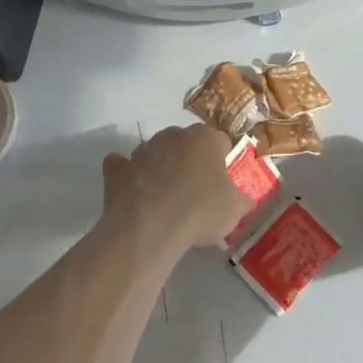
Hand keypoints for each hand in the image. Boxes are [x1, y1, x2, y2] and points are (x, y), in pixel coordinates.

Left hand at [101, 124, 249, 254]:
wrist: (149, 227)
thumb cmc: (200, 211)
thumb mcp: (234, 210)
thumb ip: (241, 199)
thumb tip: (244, 199)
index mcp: (205, 137)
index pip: (220, 141)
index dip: (223, 162)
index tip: (222, 183)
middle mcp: (173, 134)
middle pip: (186, 144)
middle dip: (190, 161)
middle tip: (196, 192)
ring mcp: (142, 149)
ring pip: (156, 153)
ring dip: (161, 168)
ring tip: (166, 200)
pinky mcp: (117, 169)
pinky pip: (123, 167)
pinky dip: (128, 175)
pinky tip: (134, 193)